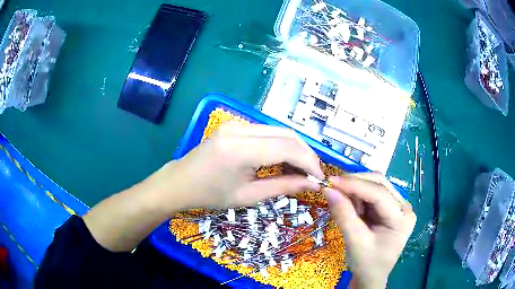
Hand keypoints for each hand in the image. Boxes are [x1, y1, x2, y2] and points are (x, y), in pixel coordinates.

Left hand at [160, 122, 323, 209]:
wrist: (181, 182)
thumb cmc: (210, 195)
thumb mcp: (248, 196)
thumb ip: (283, 187)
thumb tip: (312, 184)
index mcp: (240, 150)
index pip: (287, 148)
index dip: (309, 162)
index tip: (319, 177)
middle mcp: (239, 128)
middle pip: (287, 134)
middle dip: (305, 154)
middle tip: (312, 174)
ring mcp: (236, 123)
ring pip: (279, 131)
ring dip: (295, 149)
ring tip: (300, 170)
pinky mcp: (235, 124)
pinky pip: (267, 131)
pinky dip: (281, 145)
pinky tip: (283, 160)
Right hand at [323, 173, 415, 288]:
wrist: (370, 277)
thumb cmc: (366, 264)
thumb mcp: (355, 242)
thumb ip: (343, 215)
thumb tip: (328, 190)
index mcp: (402, 218)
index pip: (379, 194)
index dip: (355, 185)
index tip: (330, 181)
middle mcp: (403, 207)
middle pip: (379, 184)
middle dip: (355, 183)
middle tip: (332, 185)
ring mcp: (396, 206)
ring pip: (374, 186)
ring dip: (355, 188)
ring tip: (340, 197)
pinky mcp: (388, 208)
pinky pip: (371, 194)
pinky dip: (357, 196)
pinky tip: (348, 203)